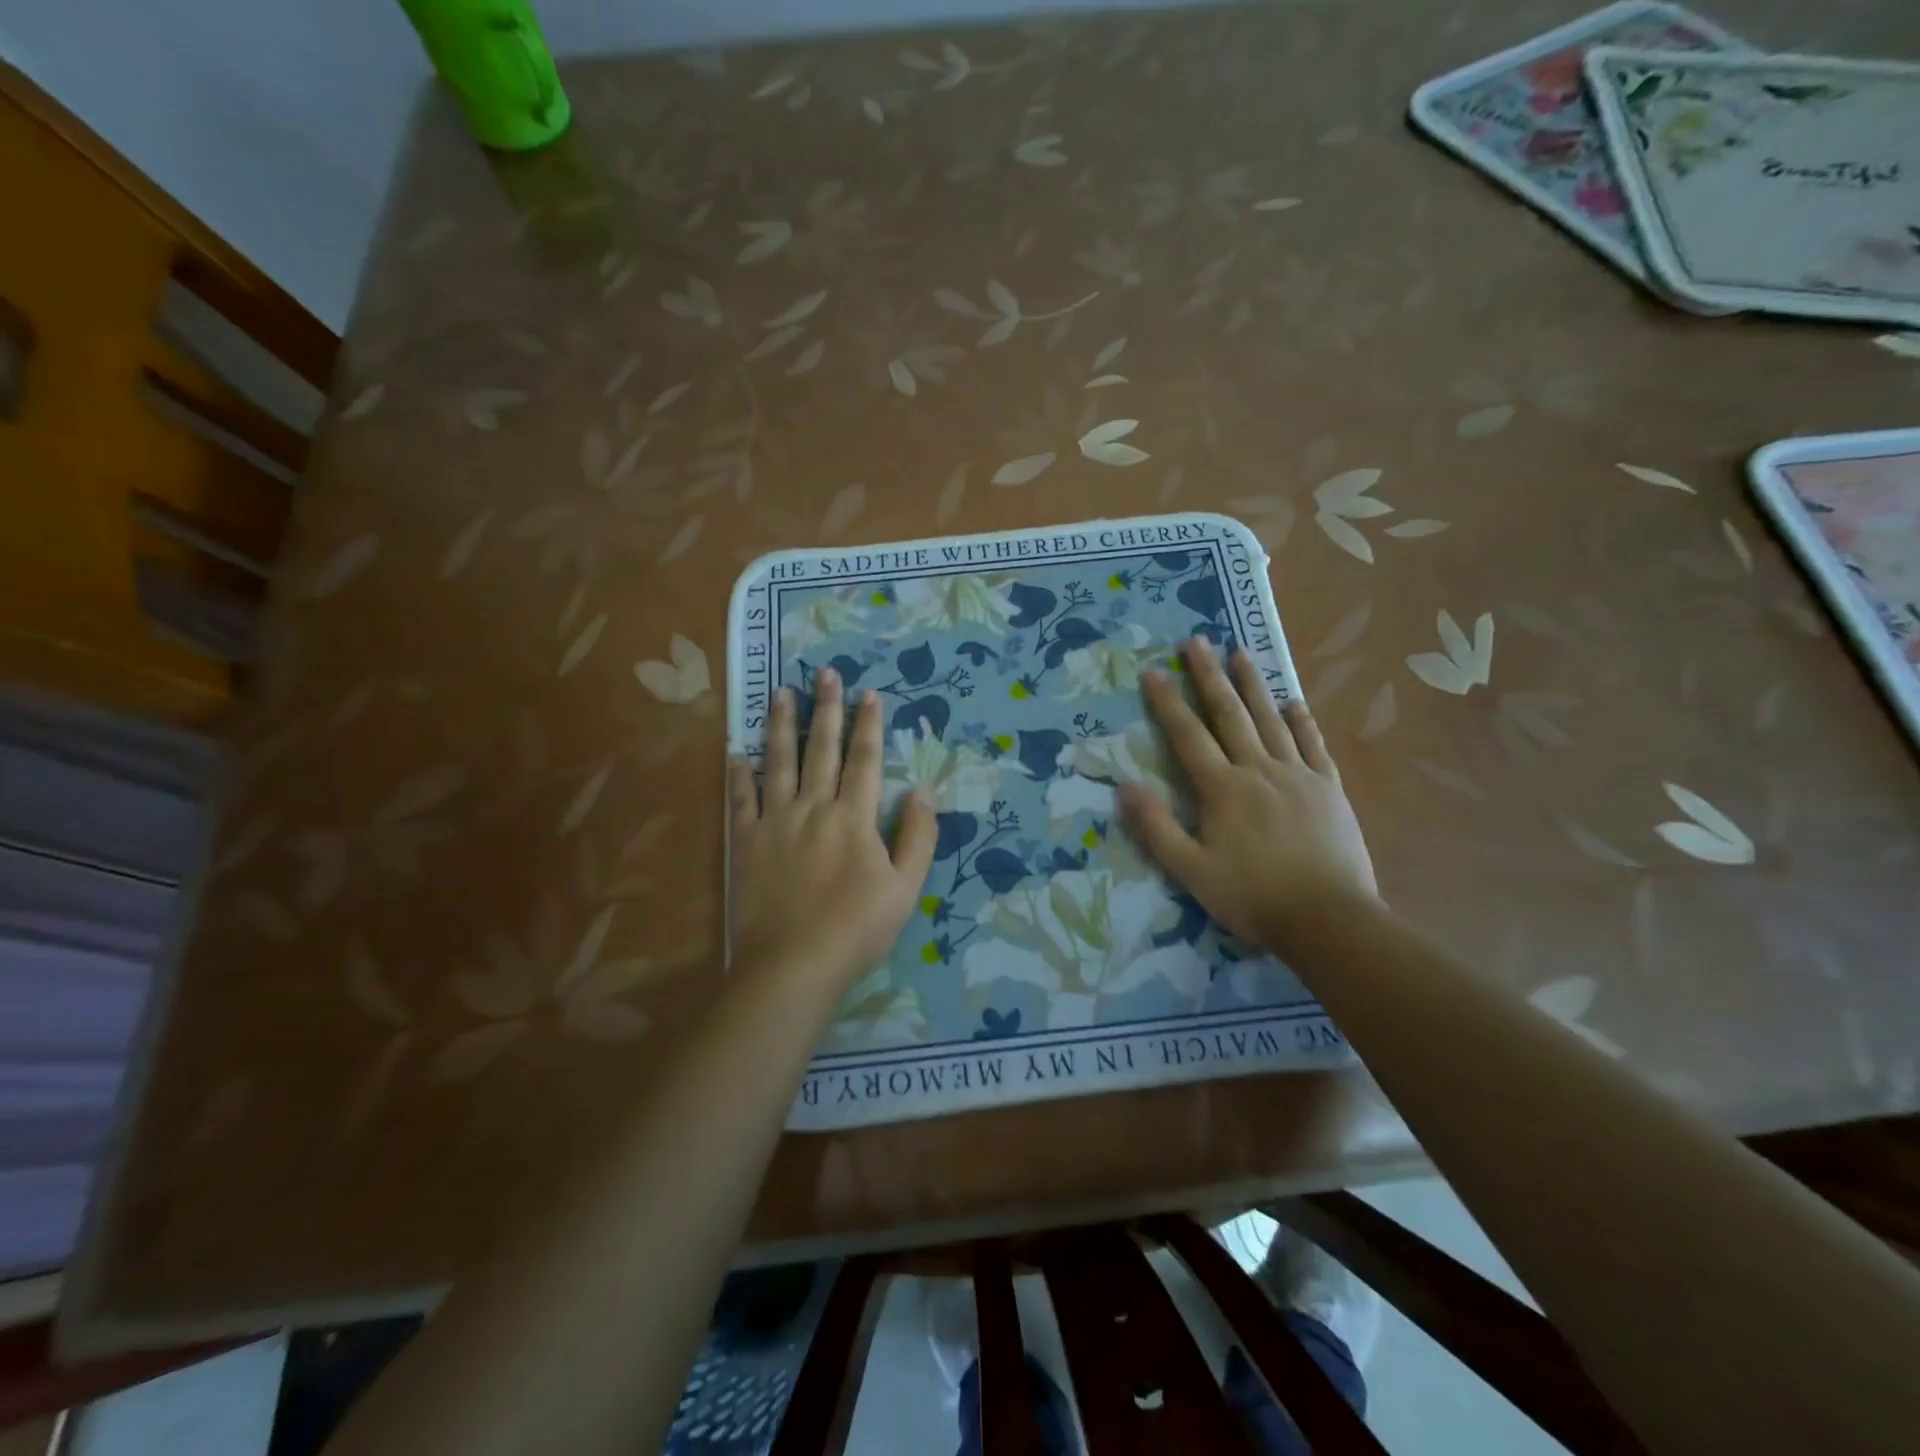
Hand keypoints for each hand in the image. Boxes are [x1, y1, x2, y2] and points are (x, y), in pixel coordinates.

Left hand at [729, 669, 936, 983]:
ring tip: (781, 692)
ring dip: (782, 725)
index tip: (869, 693)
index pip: (865, 760)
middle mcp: (814, 807)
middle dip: (827, 709)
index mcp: (854, 817)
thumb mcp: (906, 888)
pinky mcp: (746, 842)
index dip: (869, 725)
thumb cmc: (856, 929)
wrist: (793, 964)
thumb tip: (921, 792)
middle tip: (825, 673)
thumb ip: (918, 837)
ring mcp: (776, 821)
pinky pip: (741, 799)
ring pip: (779, 762)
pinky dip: (739, 774)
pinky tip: (736, 751)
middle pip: (822, 749)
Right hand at [1118, 637, 1376, 954]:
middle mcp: (1259, 770)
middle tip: (1196, 641)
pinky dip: (1302, 721)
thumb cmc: (1252, 897)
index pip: (1188, 736)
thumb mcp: (1191, 871)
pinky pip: (1313, 745)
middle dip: (1209, 676)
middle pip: (1230, 715)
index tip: (1154, 671)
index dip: (1168, 703)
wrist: (1328, 918)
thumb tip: (1124, 786)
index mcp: (1223, 789)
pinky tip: (1295, 702)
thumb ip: (1156, 828)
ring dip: (1253, 685)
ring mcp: (1298, 775)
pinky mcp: (1329, 788)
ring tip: (1241, 653)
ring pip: (1271, 720)